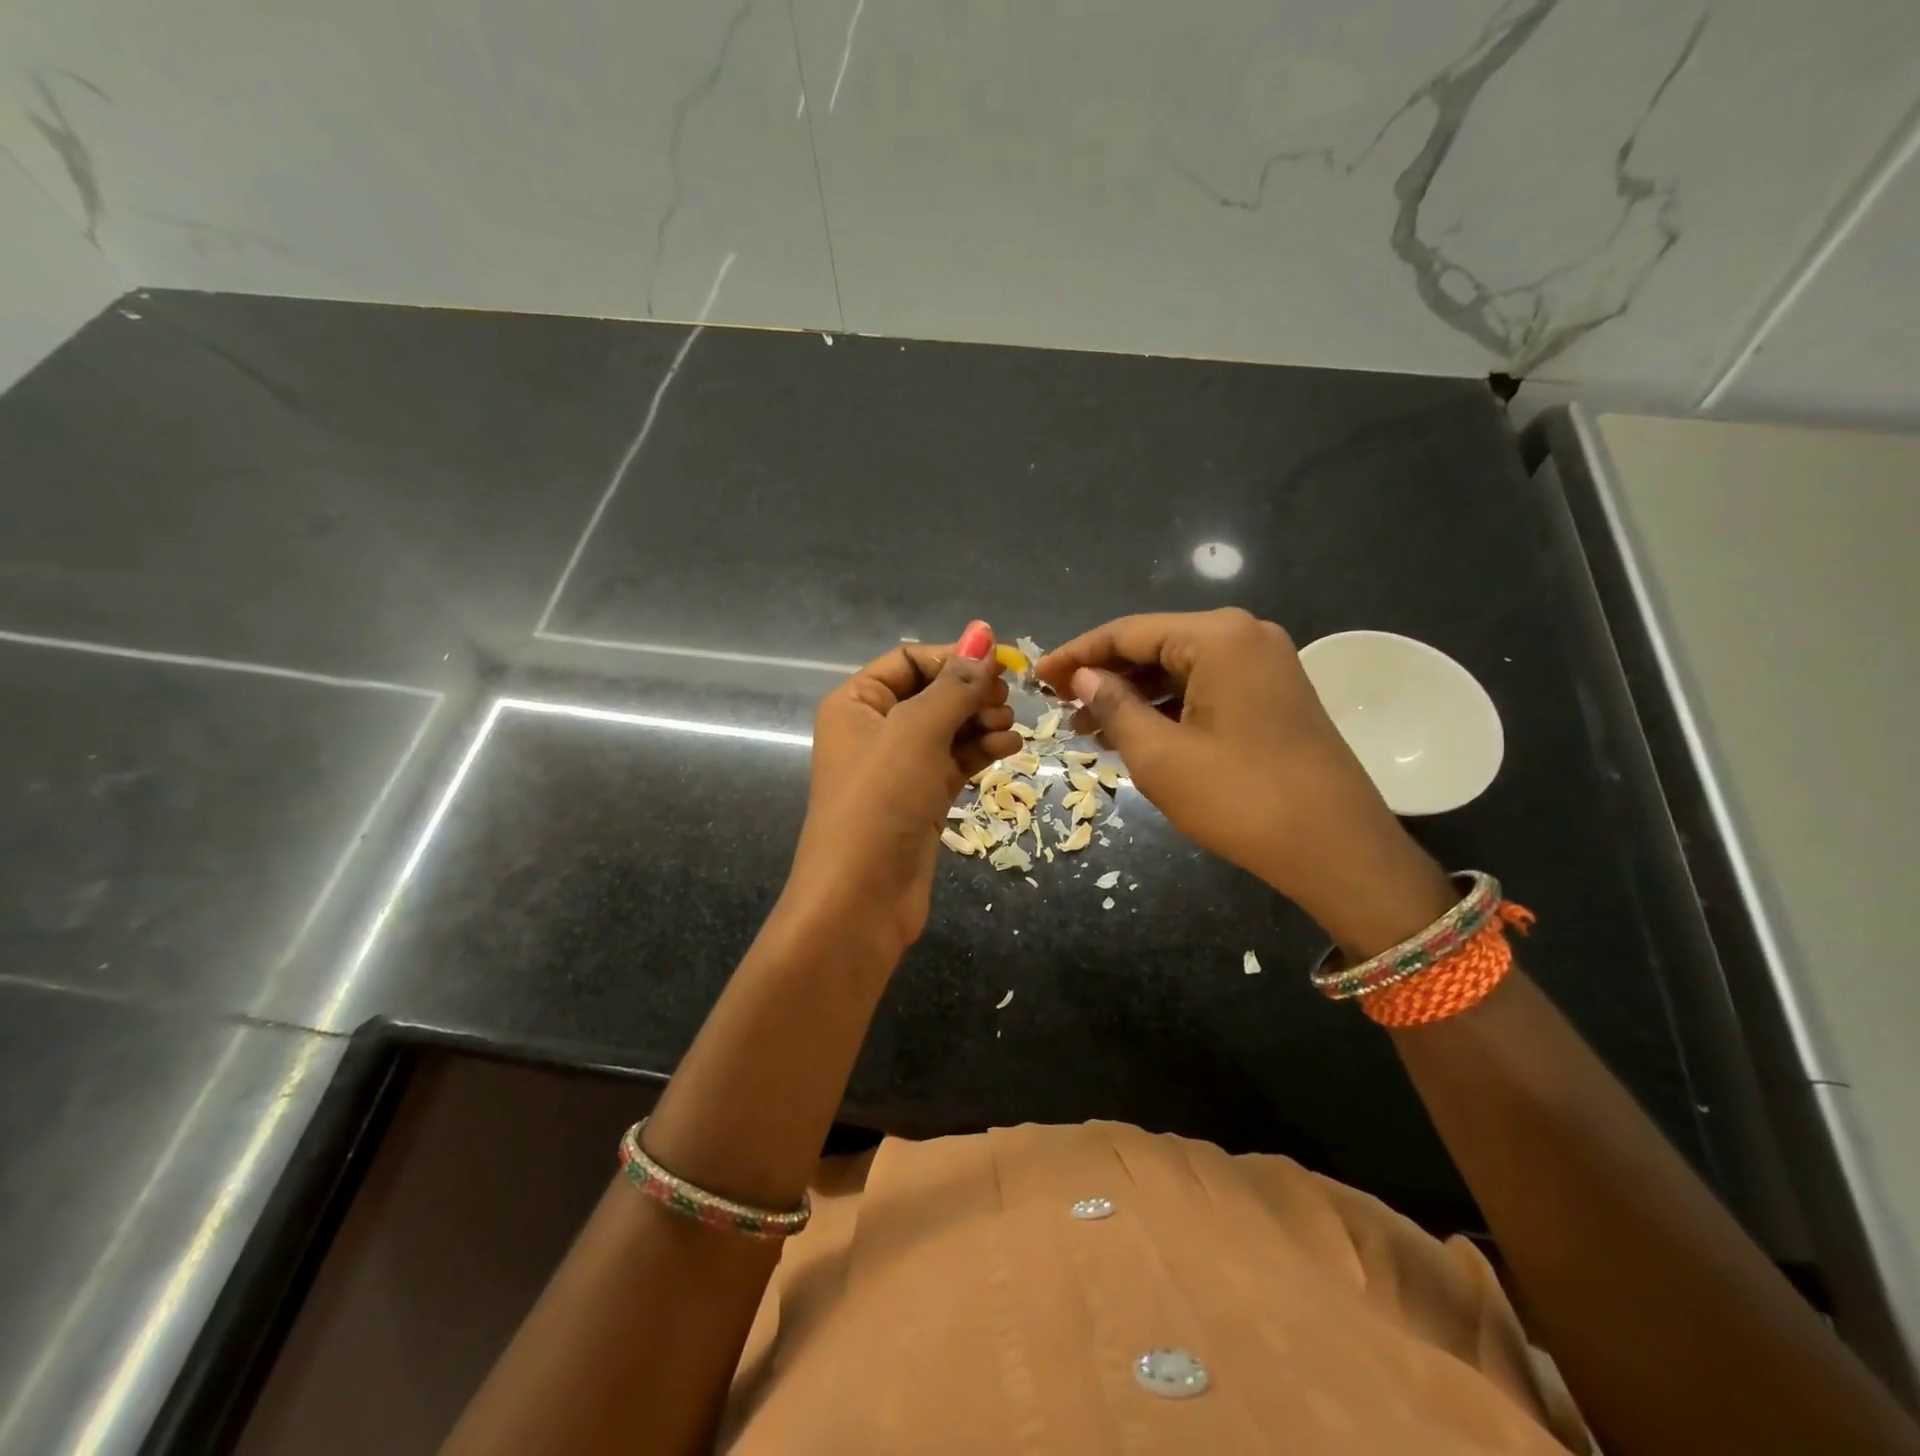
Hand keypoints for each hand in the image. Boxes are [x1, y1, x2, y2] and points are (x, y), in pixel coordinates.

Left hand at [785, 623, 1020, 952]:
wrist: (861, 897)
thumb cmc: (880, 801)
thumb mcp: (916, 731)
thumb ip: (954, 683)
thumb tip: (984, 631)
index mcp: (856, 703)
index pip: (910, 660)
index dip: (955, 656)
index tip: (1003, 662)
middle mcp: (874, 729)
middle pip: (933, 692)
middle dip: (971, 692)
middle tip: (1005, 700)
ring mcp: (899, 766)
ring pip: (949, 727)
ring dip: (982, 720)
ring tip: (1009, 727)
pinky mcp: (922, 797)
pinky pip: (956, 759)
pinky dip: (982, 749)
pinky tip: (1010, 746)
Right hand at [1038, 609, 1454, 955]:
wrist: (1337, 849)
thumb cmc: (1240, 798)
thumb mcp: (1160, 755)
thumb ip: (1114, 706)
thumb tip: (1082, 677)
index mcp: (1217, 636)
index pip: (1127, 631)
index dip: (1076, 654)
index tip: (1037, 677)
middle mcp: (1245, 636)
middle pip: (1154, 645)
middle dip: (1104, 677)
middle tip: (1059, 708)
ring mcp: (1265, 664)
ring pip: (1179, 669)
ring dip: (1132, 695)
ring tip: (1087, 728)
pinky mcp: (1273, 694)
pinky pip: (1205, 688)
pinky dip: (1166, 707)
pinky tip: (1134, 733)